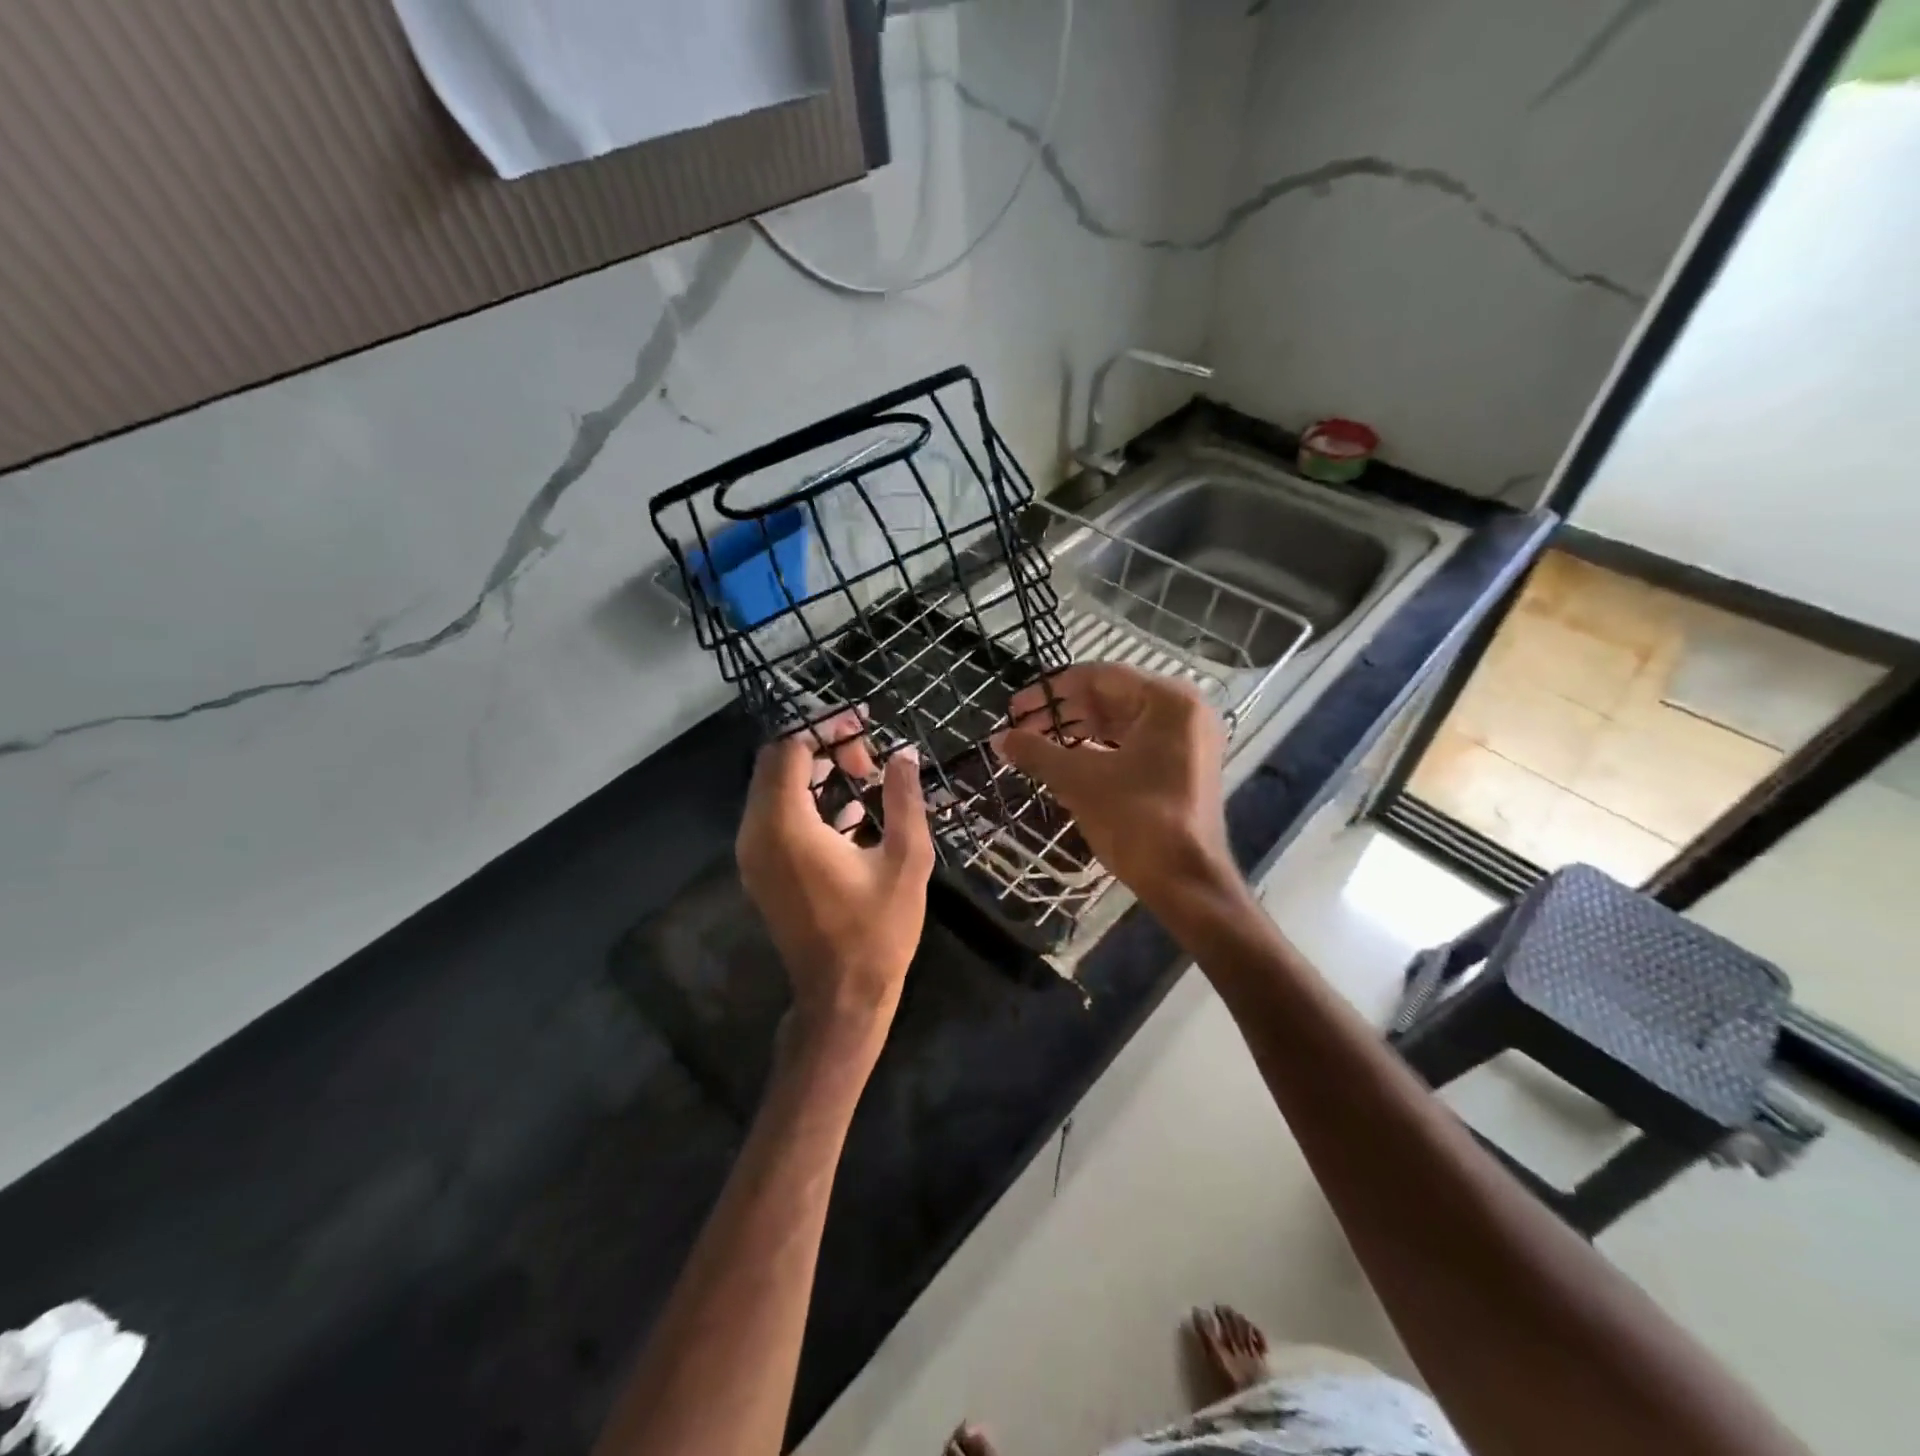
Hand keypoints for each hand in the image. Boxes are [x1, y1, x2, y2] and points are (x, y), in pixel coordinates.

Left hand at [736, 714, 935, 1054]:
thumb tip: (904, 753)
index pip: (791, 750)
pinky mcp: (761, 871)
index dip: (826, 729)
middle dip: (821, 748)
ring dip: (815, 775)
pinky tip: (852, 814)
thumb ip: (904, 799)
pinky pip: (775, 818)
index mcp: (787, 827)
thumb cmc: (878, 930)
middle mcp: (757, 834)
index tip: (865, 728)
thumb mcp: (906, 860)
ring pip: (773, 790)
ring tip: (864, 779)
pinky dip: (806, 803)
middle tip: (868, 759)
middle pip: (777, 764)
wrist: (841, 997)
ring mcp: (753, 855)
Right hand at [993, 664, 1235, 912]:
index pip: (1098, 678)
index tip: (1015, 707)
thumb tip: (998, 739)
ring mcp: (1186, 740)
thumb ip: (1037, 752)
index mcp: (1167, 700)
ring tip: (1035, 745)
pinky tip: (1064, 761)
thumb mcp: (1079, 780)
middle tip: (1019, 728)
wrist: (1185, 882)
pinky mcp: (1181, 767)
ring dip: (1076, 732)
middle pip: (1110, 698)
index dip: (1050, 691)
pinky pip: (1132, 745)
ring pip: (1120, 723)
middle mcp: (1182, 711)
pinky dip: (1098, 749)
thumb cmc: (1135, 819)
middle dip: (1061, 713)